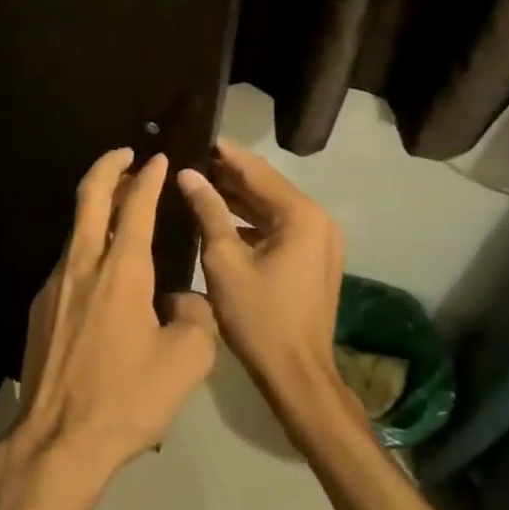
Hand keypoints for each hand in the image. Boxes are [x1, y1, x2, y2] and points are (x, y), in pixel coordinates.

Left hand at [16, 150, 216, 474]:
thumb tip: (180, 301)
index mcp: (121, 271)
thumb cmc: (127, 399)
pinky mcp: (40, 308)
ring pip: (75, 230)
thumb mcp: (187, 360)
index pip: (134, 207)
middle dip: (108, 168)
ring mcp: (54, 285)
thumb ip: (195, 316)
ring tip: (118, 207)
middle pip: (89, 198)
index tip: (157, 159)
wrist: (59, 440)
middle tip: (125, 154)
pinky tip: (102, 270)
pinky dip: (87, 247)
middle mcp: (82, 265)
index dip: (147, 178)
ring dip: (96, 208)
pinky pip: (68, 263)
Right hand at [176, 139, 343, 402]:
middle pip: (267, 186)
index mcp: (301, 216)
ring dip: (238, 197)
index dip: (225, 154)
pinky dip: (251, 220)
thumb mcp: (224, 260)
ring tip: (198, 181)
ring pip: (272, 207)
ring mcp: (320, 240)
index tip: (197, 135)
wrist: (297, 374)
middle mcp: (318, 220)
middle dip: (229, 174)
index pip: (257, 171)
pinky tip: (219, 215)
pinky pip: (279, 227)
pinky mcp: (314, 258)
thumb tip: (188, 174)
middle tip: (190, 158)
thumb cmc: (258, 316)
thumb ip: (208, 211)